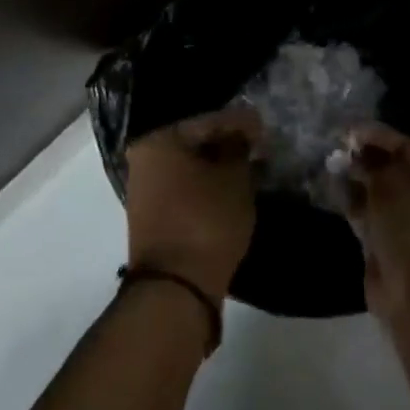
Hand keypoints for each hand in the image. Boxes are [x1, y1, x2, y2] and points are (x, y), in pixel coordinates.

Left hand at [124, 106, 262, 301]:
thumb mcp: (234, 179)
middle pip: (194, 143)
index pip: (207, 121)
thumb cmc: (206, 220)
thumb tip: (240, 138)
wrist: (176, 287)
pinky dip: (207, 186)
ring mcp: (145, 190)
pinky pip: (185, 189)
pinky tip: (230, 188)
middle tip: (258, 146)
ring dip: (218, 166)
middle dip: (227, 144)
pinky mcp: (153, 216)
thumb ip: (238, 149)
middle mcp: (144, 160)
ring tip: (249, 167)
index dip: (240, 122)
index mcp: (158, 141)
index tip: (264, 125)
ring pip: (189, 168)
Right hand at [343, 122, 409, 324]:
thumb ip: (371, 163)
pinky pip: (374, 216)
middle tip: (338, 146)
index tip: (349, 129)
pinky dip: (356, 203)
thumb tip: (355, 154)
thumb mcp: (390, 181)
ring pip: (383, 194)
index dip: (378, 136)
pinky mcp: (397, 245)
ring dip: (359, 180)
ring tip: (331, 162)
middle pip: (397, 170)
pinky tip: (334, 187)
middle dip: (367, 159)